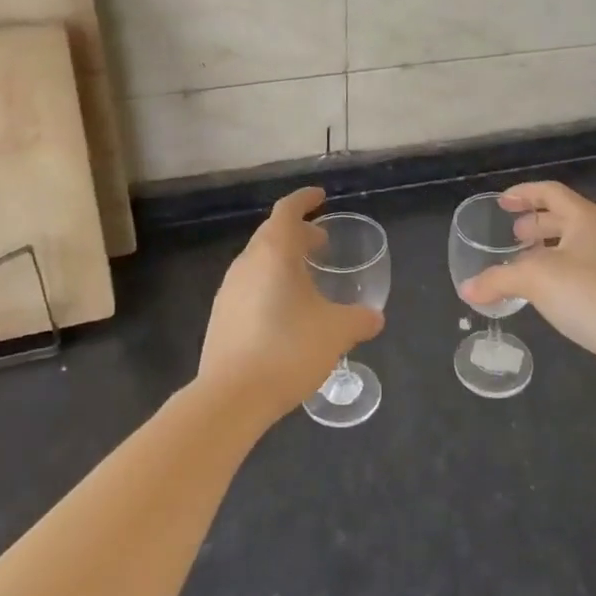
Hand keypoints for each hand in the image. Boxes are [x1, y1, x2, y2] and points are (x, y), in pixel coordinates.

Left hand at [199, 187, 383, 419]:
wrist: (231, 397)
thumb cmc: (288, 349)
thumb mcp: (336, 332)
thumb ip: (359, 320)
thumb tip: (375, 318)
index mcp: (274, 253)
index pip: (287, 210)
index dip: (305, 199)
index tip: (321, 197)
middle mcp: (247, 263)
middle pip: (271, 234)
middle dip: (298, 233)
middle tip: (322, 244)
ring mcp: (228, 291)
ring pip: (259, 262)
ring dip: (283, 261)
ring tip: (307, 279)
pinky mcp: (220, 318)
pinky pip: (249, 287)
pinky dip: (270, 285)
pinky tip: (285, 313)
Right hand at [459, 181, 595, 387]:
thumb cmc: (588, 292)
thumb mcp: (535, 280)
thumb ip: (497, 280)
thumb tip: (466, 289)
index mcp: (585, 217)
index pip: (550, 192)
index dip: (524, 193)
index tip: (501, 202)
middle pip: (563, 217)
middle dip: (535, 222)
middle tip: (512, 235)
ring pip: (572, 245)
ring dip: (546, 249)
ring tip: (522, 263)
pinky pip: (580, 270)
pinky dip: (558, 272)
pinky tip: (544, 293)